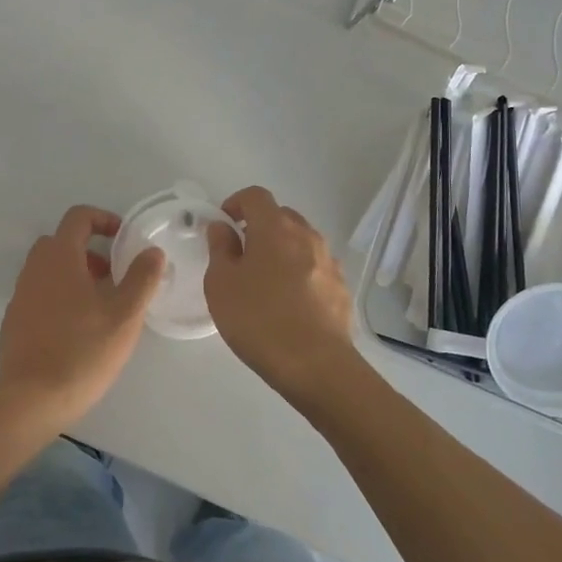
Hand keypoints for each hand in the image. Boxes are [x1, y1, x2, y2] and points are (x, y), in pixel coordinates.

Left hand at [0, 205, 165, 430]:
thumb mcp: (125, 315)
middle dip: (90, 250)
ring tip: (100, 306)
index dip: (104, 219)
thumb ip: (142, 278)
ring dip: (75, 275)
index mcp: (59, 257)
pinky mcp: (14, 321)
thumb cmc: (83, 351)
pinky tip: (77, 330)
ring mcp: (20, 295)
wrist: (31, 400)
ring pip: (49, 269)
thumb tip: (152, 251)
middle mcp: (35, 269)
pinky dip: (59, 297)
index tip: (124, 239)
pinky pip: (39, 294)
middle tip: (113, 276)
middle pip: (61, 242)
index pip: (78, 217)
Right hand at [205, 186, 363, 407]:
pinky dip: (300, 272)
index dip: (236, 202)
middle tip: (241, 253)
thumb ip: (220, 248)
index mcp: (275, 228)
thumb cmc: (259, 319)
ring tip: (265, 281)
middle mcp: (306, 235)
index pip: (256, 196)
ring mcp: (329, 261)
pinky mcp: (341, 287)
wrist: (316, 365)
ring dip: (282, 250)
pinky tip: (289, 303)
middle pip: (281, 216)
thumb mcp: (221, 283)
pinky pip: (315, 267)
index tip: (224, 223)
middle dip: (260, 226)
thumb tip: (222, 227)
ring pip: (301, 241)